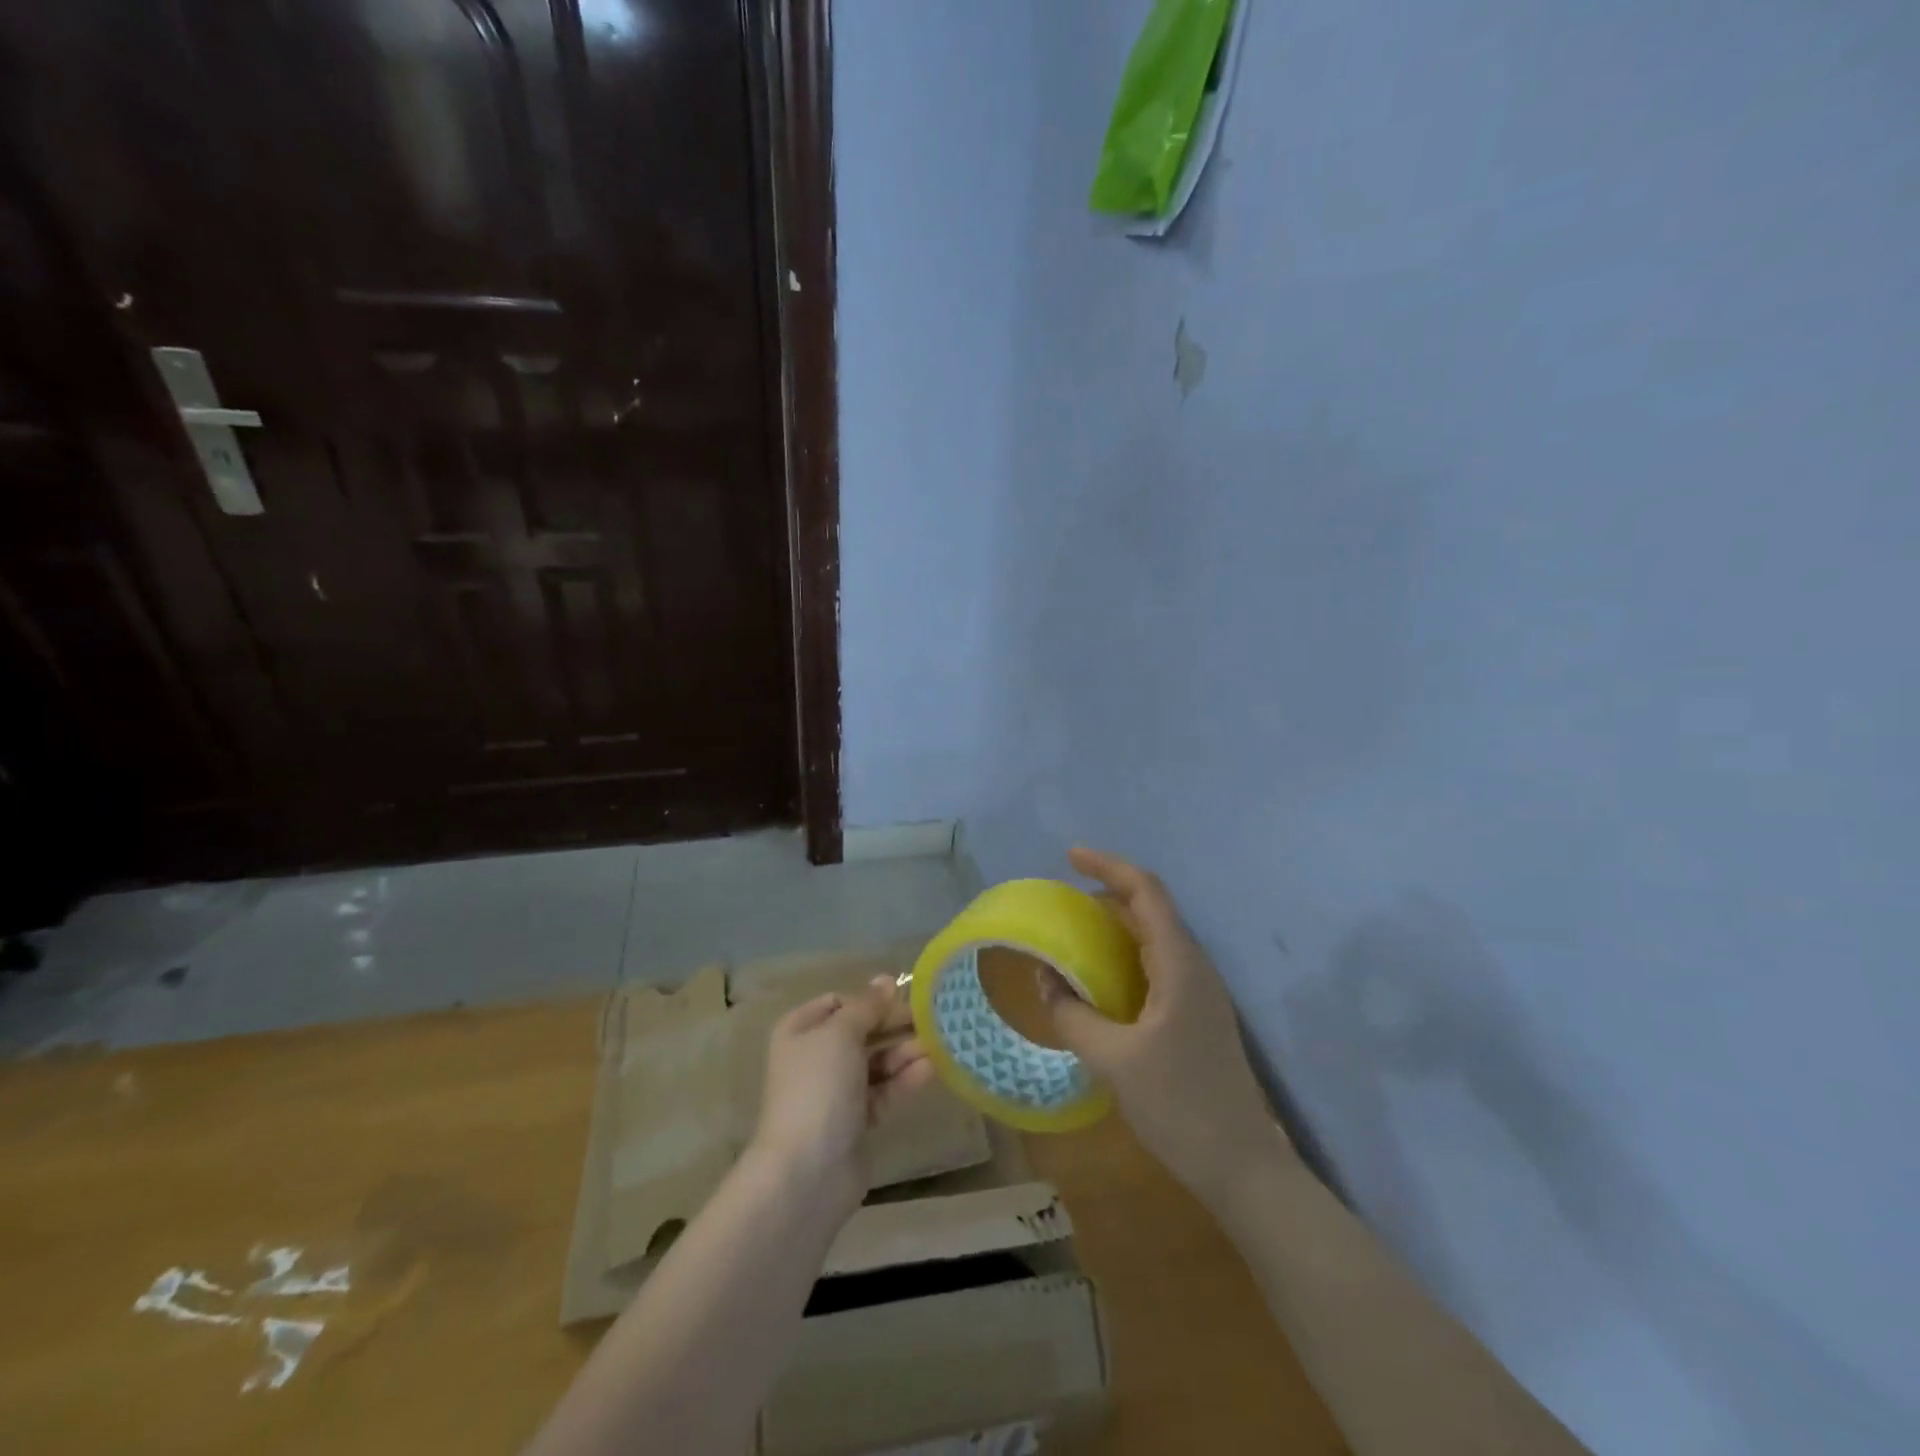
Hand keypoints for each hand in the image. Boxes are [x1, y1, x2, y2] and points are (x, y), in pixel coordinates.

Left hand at [747, 976, 934, 1216]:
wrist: (807, 1172)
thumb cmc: (818, 1088)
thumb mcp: (841, 1033)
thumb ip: (867, 1006)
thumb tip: (886, 980)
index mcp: (800, 1030)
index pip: (840, 1002)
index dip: (870, 998)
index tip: (904, 997)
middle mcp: (815, 1057)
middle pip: (862, 1030)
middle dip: (894, 1025)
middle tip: (931, 1018)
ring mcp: (835, 1090)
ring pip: (876, 1061)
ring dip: (904, 1051)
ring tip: (937, 1043)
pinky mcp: (856, 1120)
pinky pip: (884, 1089)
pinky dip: (904, 1078)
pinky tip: (931, 1068)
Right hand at [1040, 847, 1289, 1202]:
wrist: (1243, 1168)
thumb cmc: (1180, 1107)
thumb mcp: (1114, 1061)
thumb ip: (1073, 1015)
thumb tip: (1045, 977)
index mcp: (1180, 965)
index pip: (1146, 892)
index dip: (1108, 866)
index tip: (1069, 857)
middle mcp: (1194, 966)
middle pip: (1152, 908)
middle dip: (1108, 893)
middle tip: (1063, 900)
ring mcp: (1200, 992)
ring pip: (1155, 937)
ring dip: (1116, 925)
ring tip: (1074, 933)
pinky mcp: (1197, 1015)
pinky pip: (1157, 965)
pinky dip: (1125, 956)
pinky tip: (1100, 979)